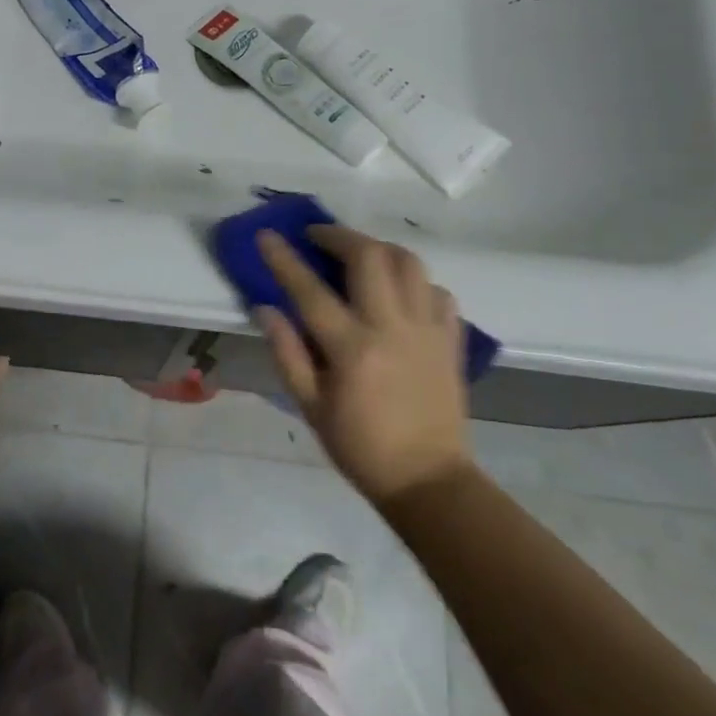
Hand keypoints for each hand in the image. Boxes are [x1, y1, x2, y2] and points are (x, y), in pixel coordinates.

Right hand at [255, 225, 470, 504]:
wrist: (429, 480)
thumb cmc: (360, 446)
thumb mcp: (310, 407)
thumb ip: (287, 353)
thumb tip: (265, 309)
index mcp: (352, 349)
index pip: (309, 290)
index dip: (284, 258)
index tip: (266, 234)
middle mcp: (392, 328)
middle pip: (369, 256)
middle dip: (338, 235)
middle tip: (317, 236)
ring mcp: (428, 330)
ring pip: (409, 263)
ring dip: (378, 248)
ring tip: (358, 253)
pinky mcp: (451, 339)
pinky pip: (437, 291)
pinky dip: (415, 280)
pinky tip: (399, 290)